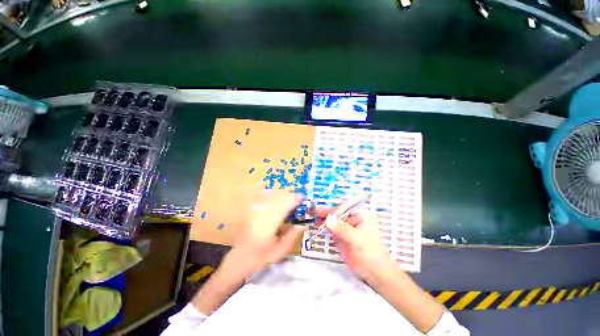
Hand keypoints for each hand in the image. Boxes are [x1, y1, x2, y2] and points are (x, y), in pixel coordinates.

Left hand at [192, 191, 304, 314]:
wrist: (239, 260)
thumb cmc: (260, 259)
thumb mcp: (279, 253)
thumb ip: (291, 237)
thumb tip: (301, 225)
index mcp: (267, 228)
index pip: (282, 207)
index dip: (292, 200)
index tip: (301, 198)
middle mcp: (259, 217)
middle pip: (276, 199)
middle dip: (289, 196)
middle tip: (298, 198)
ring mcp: (254, 213)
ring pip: (270, 197)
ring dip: (282, 196)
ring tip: (289, 199)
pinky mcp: (251, 212)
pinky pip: (264, 199)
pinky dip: (273, 197)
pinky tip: (278, 200)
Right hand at [319, 200, 393, 280]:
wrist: (372, 271)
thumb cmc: (370, 252)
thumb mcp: (357, 239)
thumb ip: (343, 229)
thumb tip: (329, 219)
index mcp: (360, 215)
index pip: (346, 206)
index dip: (337, 209)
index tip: (329, 216)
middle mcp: (352, 218)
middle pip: (337, 212)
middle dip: (327, 212)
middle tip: (316, 212)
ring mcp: (345, 227)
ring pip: (333, 219)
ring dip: (323, 218)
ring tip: (314, 217)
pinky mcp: (340, 235)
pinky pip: (330, 228)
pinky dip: (324, 226)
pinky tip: (317, 226)